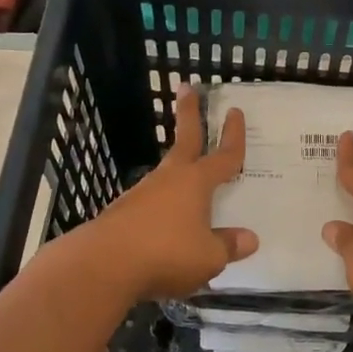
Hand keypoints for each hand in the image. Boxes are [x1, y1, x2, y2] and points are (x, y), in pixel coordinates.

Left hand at [79, 89, 257, 300]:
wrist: (102, 265)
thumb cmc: (166, 253)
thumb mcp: (208, 257)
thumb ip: (228, 246)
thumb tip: (250, 239)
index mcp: (196, 183)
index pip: (223, 156)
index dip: (233, 136)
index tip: (235, 111)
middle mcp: (170, 180)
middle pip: (184, 140)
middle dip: (188, 113)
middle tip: (186, 87)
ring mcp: (142, 194)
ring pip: (167, 173)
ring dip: (178, 168)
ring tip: (187, 177)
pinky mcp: (123, 212)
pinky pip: (152, 203)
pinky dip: (162, 205)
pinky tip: (165, 225)